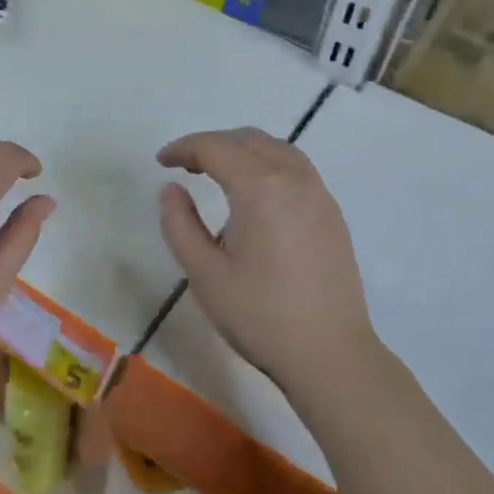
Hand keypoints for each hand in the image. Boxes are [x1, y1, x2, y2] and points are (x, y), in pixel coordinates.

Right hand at [158, 128, 378, 388]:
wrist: (329, 354)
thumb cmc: (259, 315)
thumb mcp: (203, 273)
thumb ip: (180, 224)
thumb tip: (171, 189)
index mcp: (261, 188)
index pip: (216, 147)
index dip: (184, 148)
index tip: (161, 162)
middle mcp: (295, 179)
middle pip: (249, 139)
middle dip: (212, 144)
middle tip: (185, 165)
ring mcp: (320, 195)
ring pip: (278, 149)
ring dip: (243, 150)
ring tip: (217, 172)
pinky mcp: (332, 214)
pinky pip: (297, 169)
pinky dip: (268, 164)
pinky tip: (255, 194)